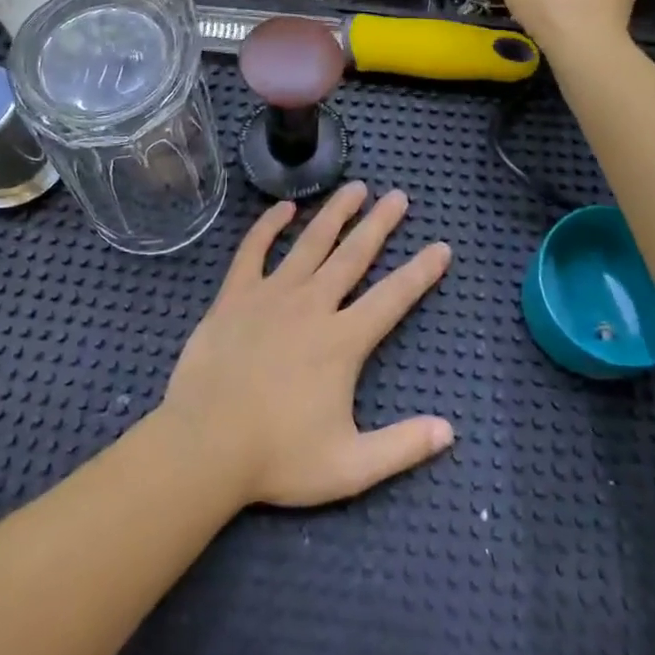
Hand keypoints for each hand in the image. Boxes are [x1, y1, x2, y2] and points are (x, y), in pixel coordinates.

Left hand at [157, 183, 452, 508]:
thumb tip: (449, 431)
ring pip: (310, 242)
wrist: (205, 447)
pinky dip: (269, 225)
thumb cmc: (277, 457)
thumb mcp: (350, 466)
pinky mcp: (235, 295)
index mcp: (343, 340)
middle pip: (353, 255)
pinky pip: (254, 250)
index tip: (441, 247)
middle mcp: (313, 305)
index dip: (421, 272)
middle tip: (399, 196)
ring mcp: (271, 294)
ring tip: (355, 187)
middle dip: (380, 224)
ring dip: (335, 212)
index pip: (393, 297)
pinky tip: (284, 207)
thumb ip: (402, 447)